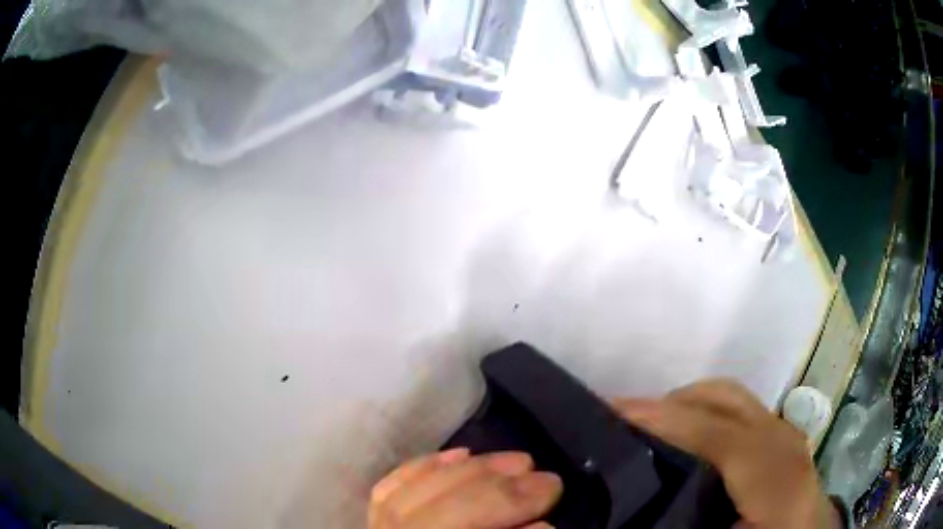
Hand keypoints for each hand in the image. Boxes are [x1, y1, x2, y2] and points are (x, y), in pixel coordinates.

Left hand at [368, 449, 562, 528]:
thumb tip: (542, 528)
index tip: (554, 516)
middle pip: (440, 520)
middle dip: (500, 497)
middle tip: (550, 481)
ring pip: (412, 498)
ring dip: (471, 474)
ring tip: (519, 461)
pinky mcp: (370, 524)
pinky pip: (386, 490)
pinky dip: (423, 468)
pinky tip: (460, 454)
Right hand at [613, 379, 841, 528]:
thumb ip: (687, 521)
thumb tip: (638, 510)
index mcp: (777, 479)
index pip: (722, 435)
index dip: (671, 420)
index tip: (618, 412)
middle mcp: (784, 443)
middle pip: (726, 400)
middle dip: (672, 401)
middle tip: (623, 419)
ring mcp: (784, 433)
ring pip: (731, 398)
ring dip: (685, 403)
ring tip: (646, 425)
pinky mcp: (779, 434)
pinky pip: (736, 410)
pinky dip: (704, 412)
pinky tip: (682, 433)